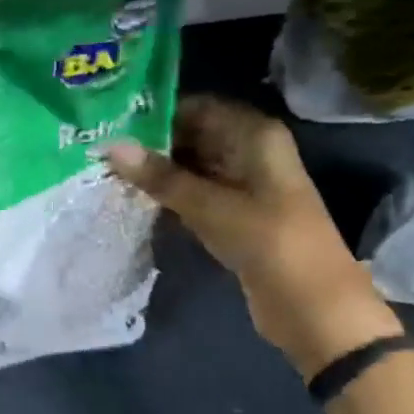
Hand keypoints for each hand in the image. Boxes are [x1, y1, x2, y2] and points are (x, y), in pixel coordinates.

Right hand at [105, 96, 402, 377]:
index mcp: (256, 135)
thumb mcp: (211, 206)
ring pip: (192, 167)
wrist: (312, 307)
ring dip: (157, 172)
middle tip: (102, 147)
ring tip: (108, 170)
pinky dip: (169, 196)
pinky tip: (133, 198)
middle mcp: (249, 153)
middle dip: (152, 143)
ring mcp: (243, 186)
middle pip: (194, 136)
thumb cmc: (268, 242)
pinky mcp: (234, 217)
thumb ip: (161, 176)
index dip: (158, 111)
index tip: (113, 118)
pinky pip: (195, 195)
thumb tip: (111, 146)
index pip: (199, 107)